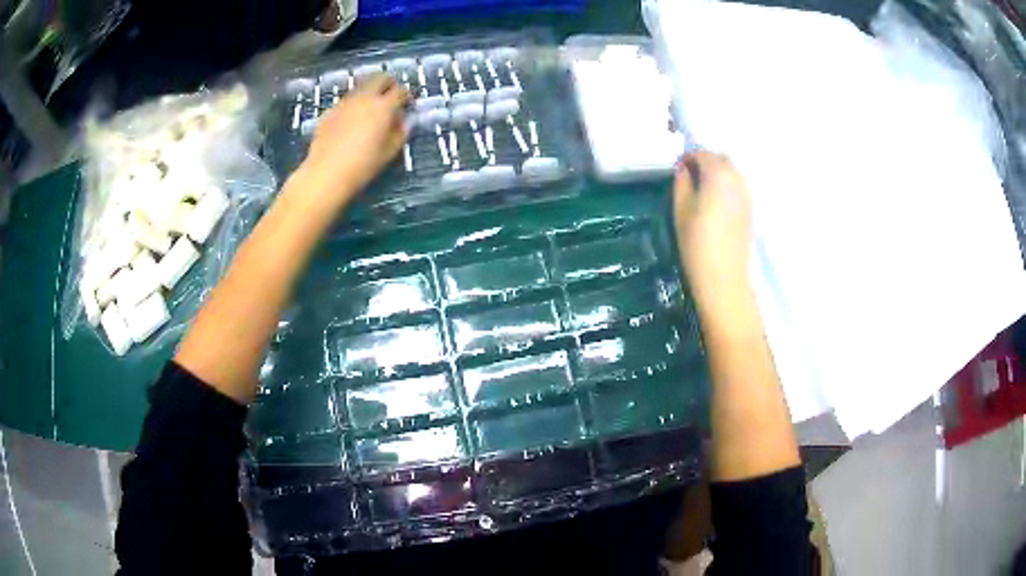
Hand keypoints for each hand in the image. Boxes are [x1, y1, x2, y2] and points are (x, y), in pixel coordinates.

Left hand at [300, 74, 409, 206]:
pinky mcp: (329, 111)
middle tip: (391, 96)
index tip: (409, 104)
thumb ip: (400, 133)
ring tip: (371, 108)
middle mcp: (364, 98)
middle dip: (389, 83)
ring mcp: (344, 103)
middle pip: (380, 78)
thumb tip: (403, 121)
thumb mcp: (389, 152)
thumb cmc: (362, 166)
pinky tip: (351, 121)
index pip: (401, 91)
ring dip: (370, 92)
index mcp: (382, 107)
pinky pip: (346, 101)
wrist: (326, 174)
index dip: (408, 95)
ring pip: (361, 87)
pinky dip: (354, 105)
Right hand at [673, 152, 752, 305]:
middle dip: (705, 161)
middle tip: (689, 174)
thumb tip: (683, 168)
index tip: (677, 166)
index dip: (688, 157)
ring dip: (718, 172)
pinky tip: (715, 200)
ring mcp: (746, 194)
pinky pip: (738, 185)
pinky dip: (727, 184)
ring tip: (702, 187)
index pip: (702, 154)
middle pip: (721, 158)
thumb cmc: (697, 244)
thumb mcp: (681, 210)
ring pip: (732, 171)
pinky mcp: (750, 208)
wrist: (724, 277)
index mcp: (718, 175)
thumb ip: (681, 183)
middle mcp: (736, 179)